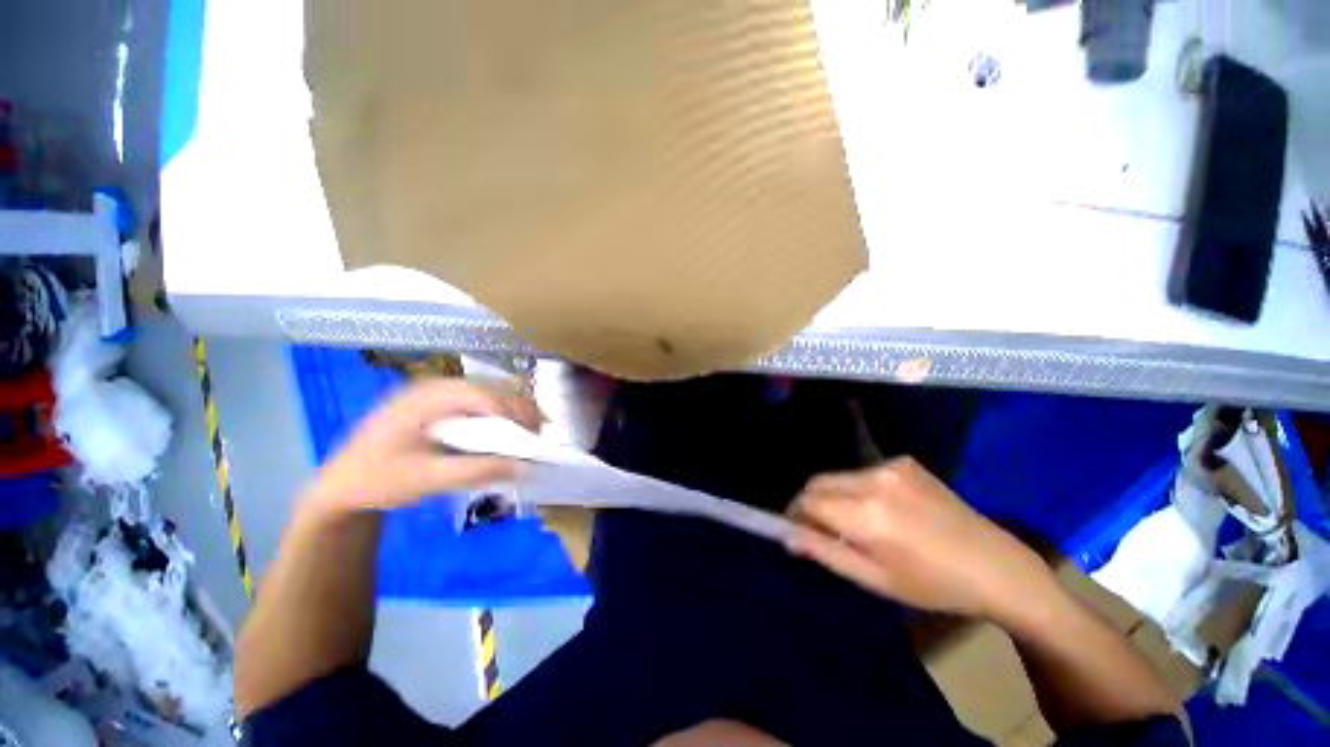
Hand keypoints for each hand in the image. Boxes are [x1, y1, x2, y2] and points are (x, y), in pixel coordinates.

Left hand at [299, 379, 538, 519]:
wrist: (338, 487)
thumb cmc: (377, 481)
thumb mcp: (426, 479)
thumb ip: (476, 471)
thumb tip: (524, 467)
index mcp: (426, 398)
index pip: (483, 396)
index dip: (513, 414)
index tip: (534, 437)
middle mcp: (433, 388)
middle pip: (489, 390)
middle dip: (518, 410)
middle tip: (537, 435)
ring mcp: (435, 396)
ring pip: (487, 395)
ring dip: (510, 413)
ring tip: (527, 435)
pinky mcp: (437, 407)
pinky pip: (477, 405)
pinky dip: (497, 418)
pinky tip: (504, 434)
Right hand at [787, 457, 1052, 622]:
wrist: (996, 566)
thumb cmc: (932, 585)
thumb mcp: (873, 578)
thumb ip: (824, 551)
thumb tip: (786, 534)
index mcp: (865, 514)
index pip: (806, 500)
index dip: (795, 514)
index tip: (798, 531)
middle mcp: (873, 479)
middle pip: (818, 482)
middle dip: (811, 503)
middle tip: (823, 529)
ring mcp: (891, 466)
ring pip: (839, 476)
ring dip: (835, 496)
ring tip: (857, 523)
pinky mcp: (905, 462)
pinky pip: (863, 472)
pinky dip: (859, 488)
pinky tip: (883, 509)